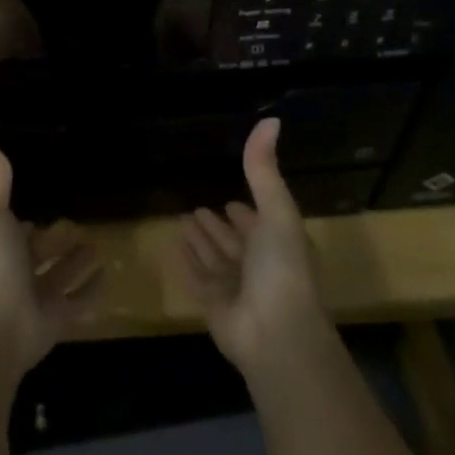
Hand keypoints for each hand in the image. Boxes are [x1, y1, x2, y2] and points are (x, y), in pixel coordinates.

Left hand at [0, 133, 101, 372]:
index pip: (14, 230)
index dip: (23, 221)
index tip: (39, 206)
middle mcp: (16, 271)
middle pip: (39, 253)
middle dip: (54, 240)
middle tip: (77, 225)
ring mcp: (36, 298)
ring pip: (59, 277)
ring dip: (76, 264)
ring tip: (98, 246)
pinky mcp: (56, 321)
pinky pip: (79, 303)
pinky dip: (92, 291)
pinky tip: (108, 276)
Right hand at [173, 118, 330, 376]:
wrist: (277, 335)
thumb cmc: (282, 268)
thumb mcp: (277, 210)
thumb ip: (265, 169)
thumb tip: (270, 119)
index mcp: (278, 244)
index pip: (260, 224)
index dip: (248, 212)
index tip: (230, 199)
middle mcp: (258, 266)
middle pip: (234, 243)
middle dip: (219, 227)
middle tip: (197, 209)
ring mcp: (236, 289)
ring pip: (214, 260)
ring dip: (200, 243)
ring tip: (182, 222)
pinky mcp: (214, 308)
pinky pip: (196, 280)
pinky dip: (185, 265)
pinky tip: (172, 249)